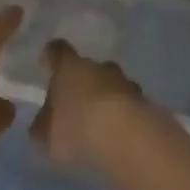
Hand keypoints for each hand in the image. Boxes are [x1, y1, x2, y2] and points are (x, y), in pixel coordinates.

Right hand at [30, 39, 152, 171]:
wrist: (127, 138)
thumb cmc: (77, 129)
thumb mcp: (47, 136)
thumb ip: (43, 127)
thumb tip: (42, 124)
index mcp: (70, 67)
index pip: (58, 51)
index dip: (52, 56)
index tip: (47, 62)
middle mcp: (99, 67)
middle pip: (89, 68)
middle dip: (83, 82)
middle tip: (76, 104)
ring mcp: (126, 83)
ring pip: (113, 85)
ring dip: (107, 99)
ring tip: (100, 124)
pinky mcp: (147, 103)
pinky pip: (129, 106)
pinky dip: (124, 116)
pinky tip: (119, 136)